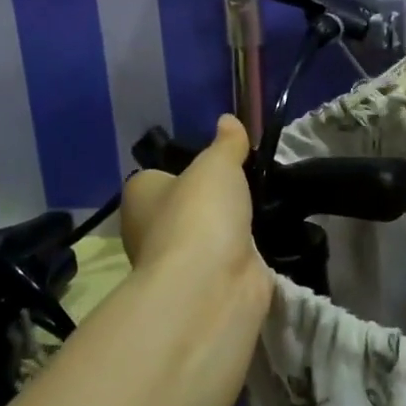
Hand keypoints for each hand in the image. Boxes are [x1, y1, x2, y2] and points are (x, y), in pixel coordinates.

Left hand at [120, 115, 268, 298]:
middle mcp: (150, 230)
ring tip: (264, 205)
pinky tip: (266, 239)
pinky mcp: (207, 285)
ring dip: (230, 227)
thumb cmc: (200, 213)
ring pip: (207, 235)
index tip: (216, 161)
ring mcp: (178, 262)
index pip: (157, 176)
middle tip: (246, 182)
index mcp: (139, 196)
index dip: (184, 167)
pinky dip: (244, 252)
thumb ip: (226, 143)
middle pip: (183, 206)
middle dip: (211, 200)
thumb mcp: (217, 163)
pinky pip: (227, 259)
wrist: (212, 285)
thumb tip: (228, 120)